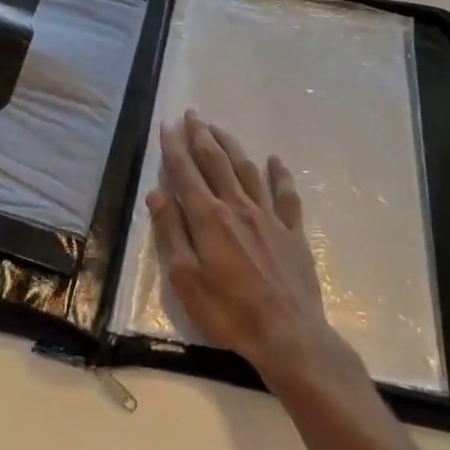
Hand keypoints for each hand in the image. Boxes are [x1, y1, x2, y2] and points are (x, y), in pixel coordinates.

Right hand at [147, 110, 347, 387]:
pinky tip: (275, 160)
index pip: (186, 173)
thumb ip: (172, 233)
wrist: (288, 334)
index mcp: (209, 218)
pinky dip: (280, 174)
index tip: (167, 124)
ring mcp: (269, 217)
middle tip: (192, 114)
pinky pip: (286, 195)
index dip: (174, 147)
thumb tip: (157, 194)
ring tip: (219, 129)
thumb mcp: (186, 279)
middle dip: (201, 136)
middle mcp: (238, 207)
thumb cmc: (229, 312)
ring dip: (232, 146)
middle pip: (216, 162)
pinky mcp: (292, 231)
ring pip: (248, 170)